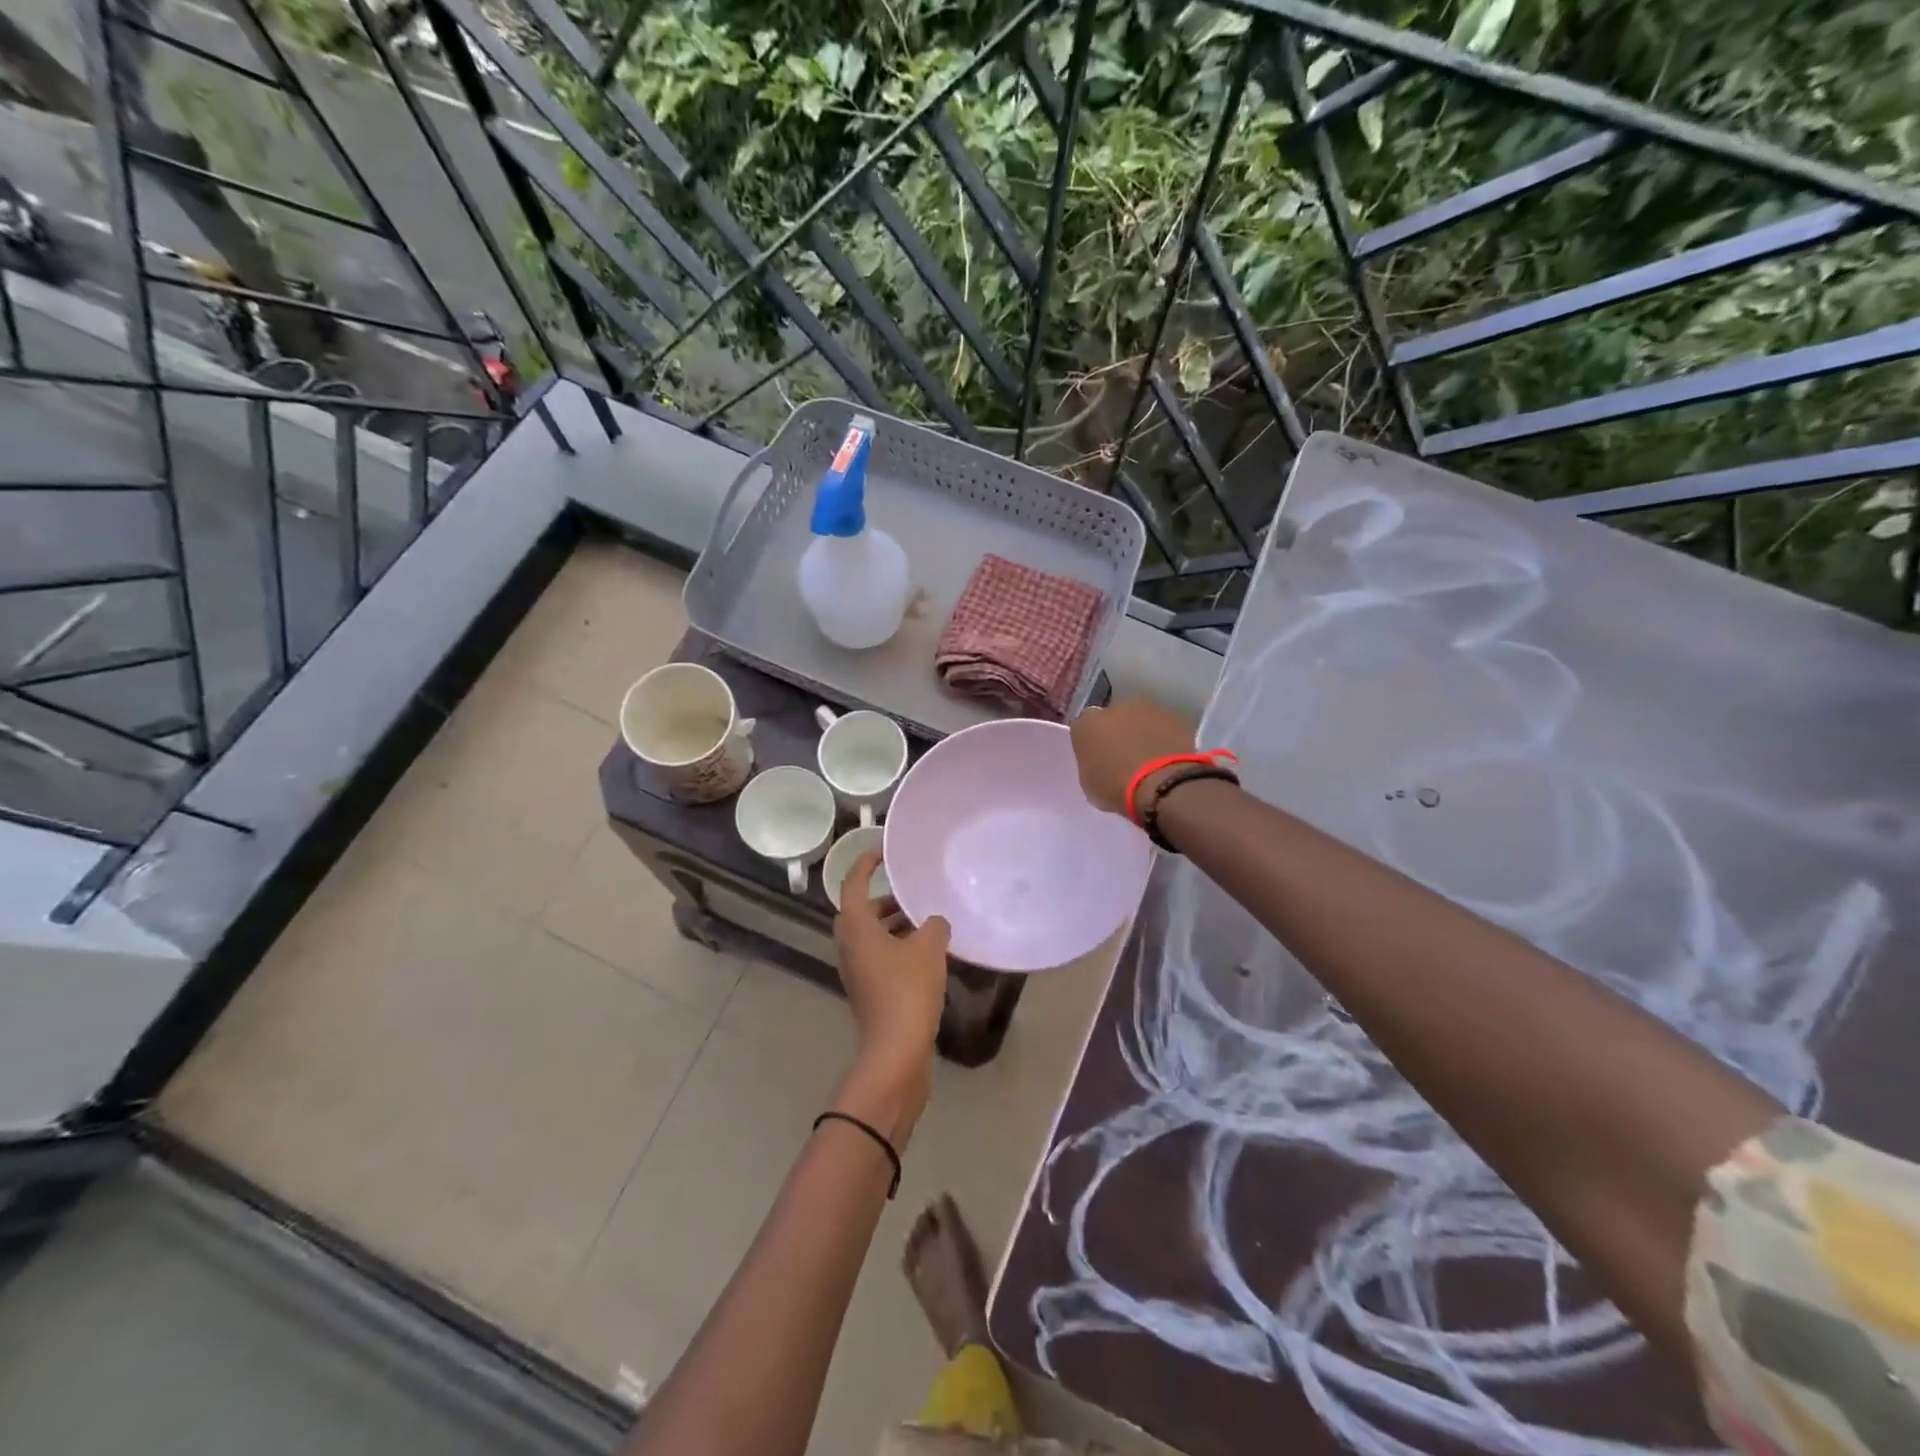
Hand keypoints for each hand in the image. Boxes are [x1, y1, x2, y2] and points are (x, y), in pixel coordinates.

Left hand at [832, 851, 949, 1135]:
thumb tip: (935, 922)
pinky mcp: (870, 993)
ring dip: (894, 925)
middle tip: (910, 891)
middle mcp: (850, 947)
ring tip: (926, 920)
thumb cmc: (907, 990)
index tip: (882, 852)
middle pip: (860, 912)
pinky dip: (899, 947)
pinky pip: (881, 957)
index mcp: (856, 929)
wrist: (895, 1052)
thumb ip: (934, 925)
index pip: (852, 885)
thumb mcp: (928, 948)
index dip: (865, 865)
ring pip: (872, 937)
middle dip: (884, 899)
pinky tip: (928, 953)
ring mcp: (858, 972)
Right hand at [1069, 697, 1197, 815]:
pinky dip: (1164, 737)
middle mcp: (1113, 708)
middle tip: (1125, 757)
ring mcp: (1146, 709)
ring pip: (1140, 719)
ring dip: (1142, 732)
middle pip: (1112, 718)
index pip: (1083, 729)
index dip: (1092, 743)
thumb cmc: (1117, 788)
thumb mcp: (1090, 785)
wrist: (1163, 783)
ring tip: (1150, 757)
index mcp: (1086, 725)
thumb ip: (1092, 766)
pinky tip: (1168, 756)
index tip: (1099, 759)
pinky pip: (1163, 726)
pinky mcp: (1174, 716)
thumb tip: (1101, 763)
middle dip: (1117, 732)